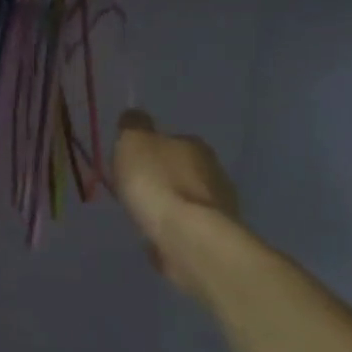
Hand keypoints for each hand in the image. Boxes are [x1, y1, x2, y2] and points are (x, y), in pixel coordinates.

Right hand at [111, 110, 238, 295]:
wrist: (187, 237)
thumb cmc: (156, 182)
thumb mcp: (133, 142)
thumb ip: (133, 126)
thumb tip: (135, 115)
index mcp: (194, 145)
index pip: (170, 139)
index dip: (149, 149)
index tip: (132, 161)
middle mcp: (213, 170)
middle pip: (181, 168)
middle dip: (161, 175)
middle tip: (137, 186)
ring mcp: (219, 205)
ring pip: (186, 197)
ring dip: (169, 202)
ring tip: (145, 212)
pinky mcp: (215, 235)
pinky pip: (187, 223)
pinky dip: (174, 224)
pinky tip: (158, 231)